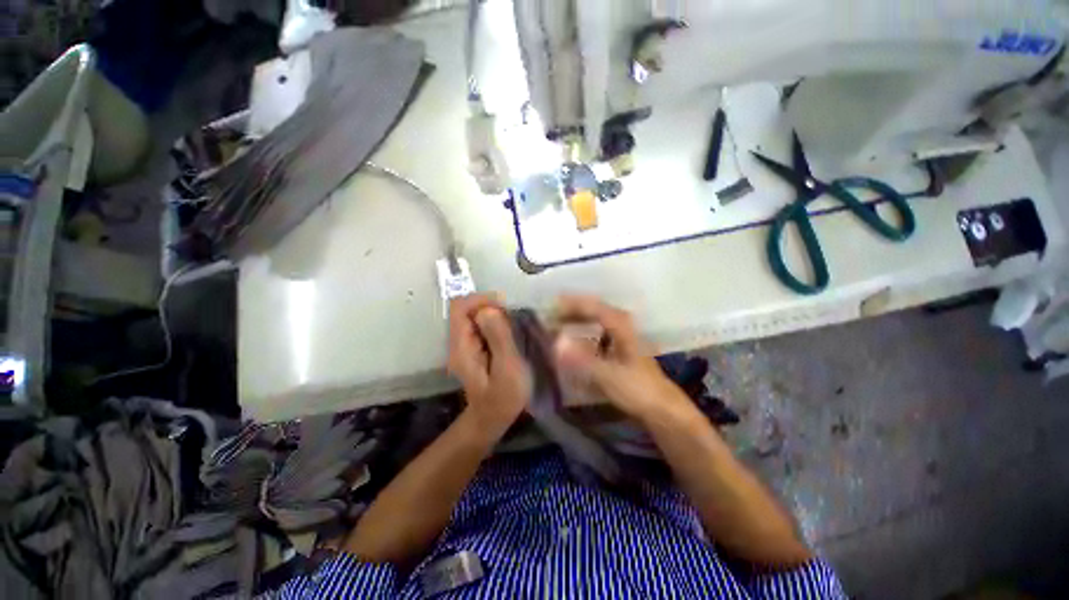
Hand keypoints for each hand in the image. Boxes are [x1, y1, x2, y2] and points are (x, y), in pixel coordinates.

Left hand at [447, 294, 531, 433]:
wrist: (492, 419)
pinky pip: (482, 326)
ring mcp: (465, 344)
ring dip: (495, 316)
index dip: (481, 300)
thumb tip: (488, 310)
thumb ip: (498, 338)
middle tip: (513, 321)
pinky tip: (510, 335)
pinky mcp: (474, 347)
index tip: (505, 308)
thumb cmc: (503, 398)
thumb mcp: (507, 368)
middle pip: (467, 309)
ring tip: (514, 328)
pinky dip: (496, 324)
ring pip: (475, 316)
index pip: (460, 307)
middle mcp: (458, 341)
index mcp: (461, 346)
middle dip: (491, 308)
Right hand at [552, 295, 686, 420]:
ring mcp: (623, 338)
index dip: (572, 304)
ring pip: (596, 321)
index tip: (552, 305)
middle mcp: (622, 326)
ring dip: (577, 321)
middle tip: (550, 316)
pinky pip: (598, 333)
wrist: (663, 409)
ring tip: (559, 324)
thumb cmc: (637, 390)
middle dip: (572, 311)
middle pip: (594, 311)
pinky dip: (584, 333)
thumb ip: (582, 358)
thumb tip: (556, 342)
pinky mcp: (621, 350)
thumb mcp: (608, 375)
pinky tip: (575, 341)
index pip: (593, 307)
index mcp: (621, 326)